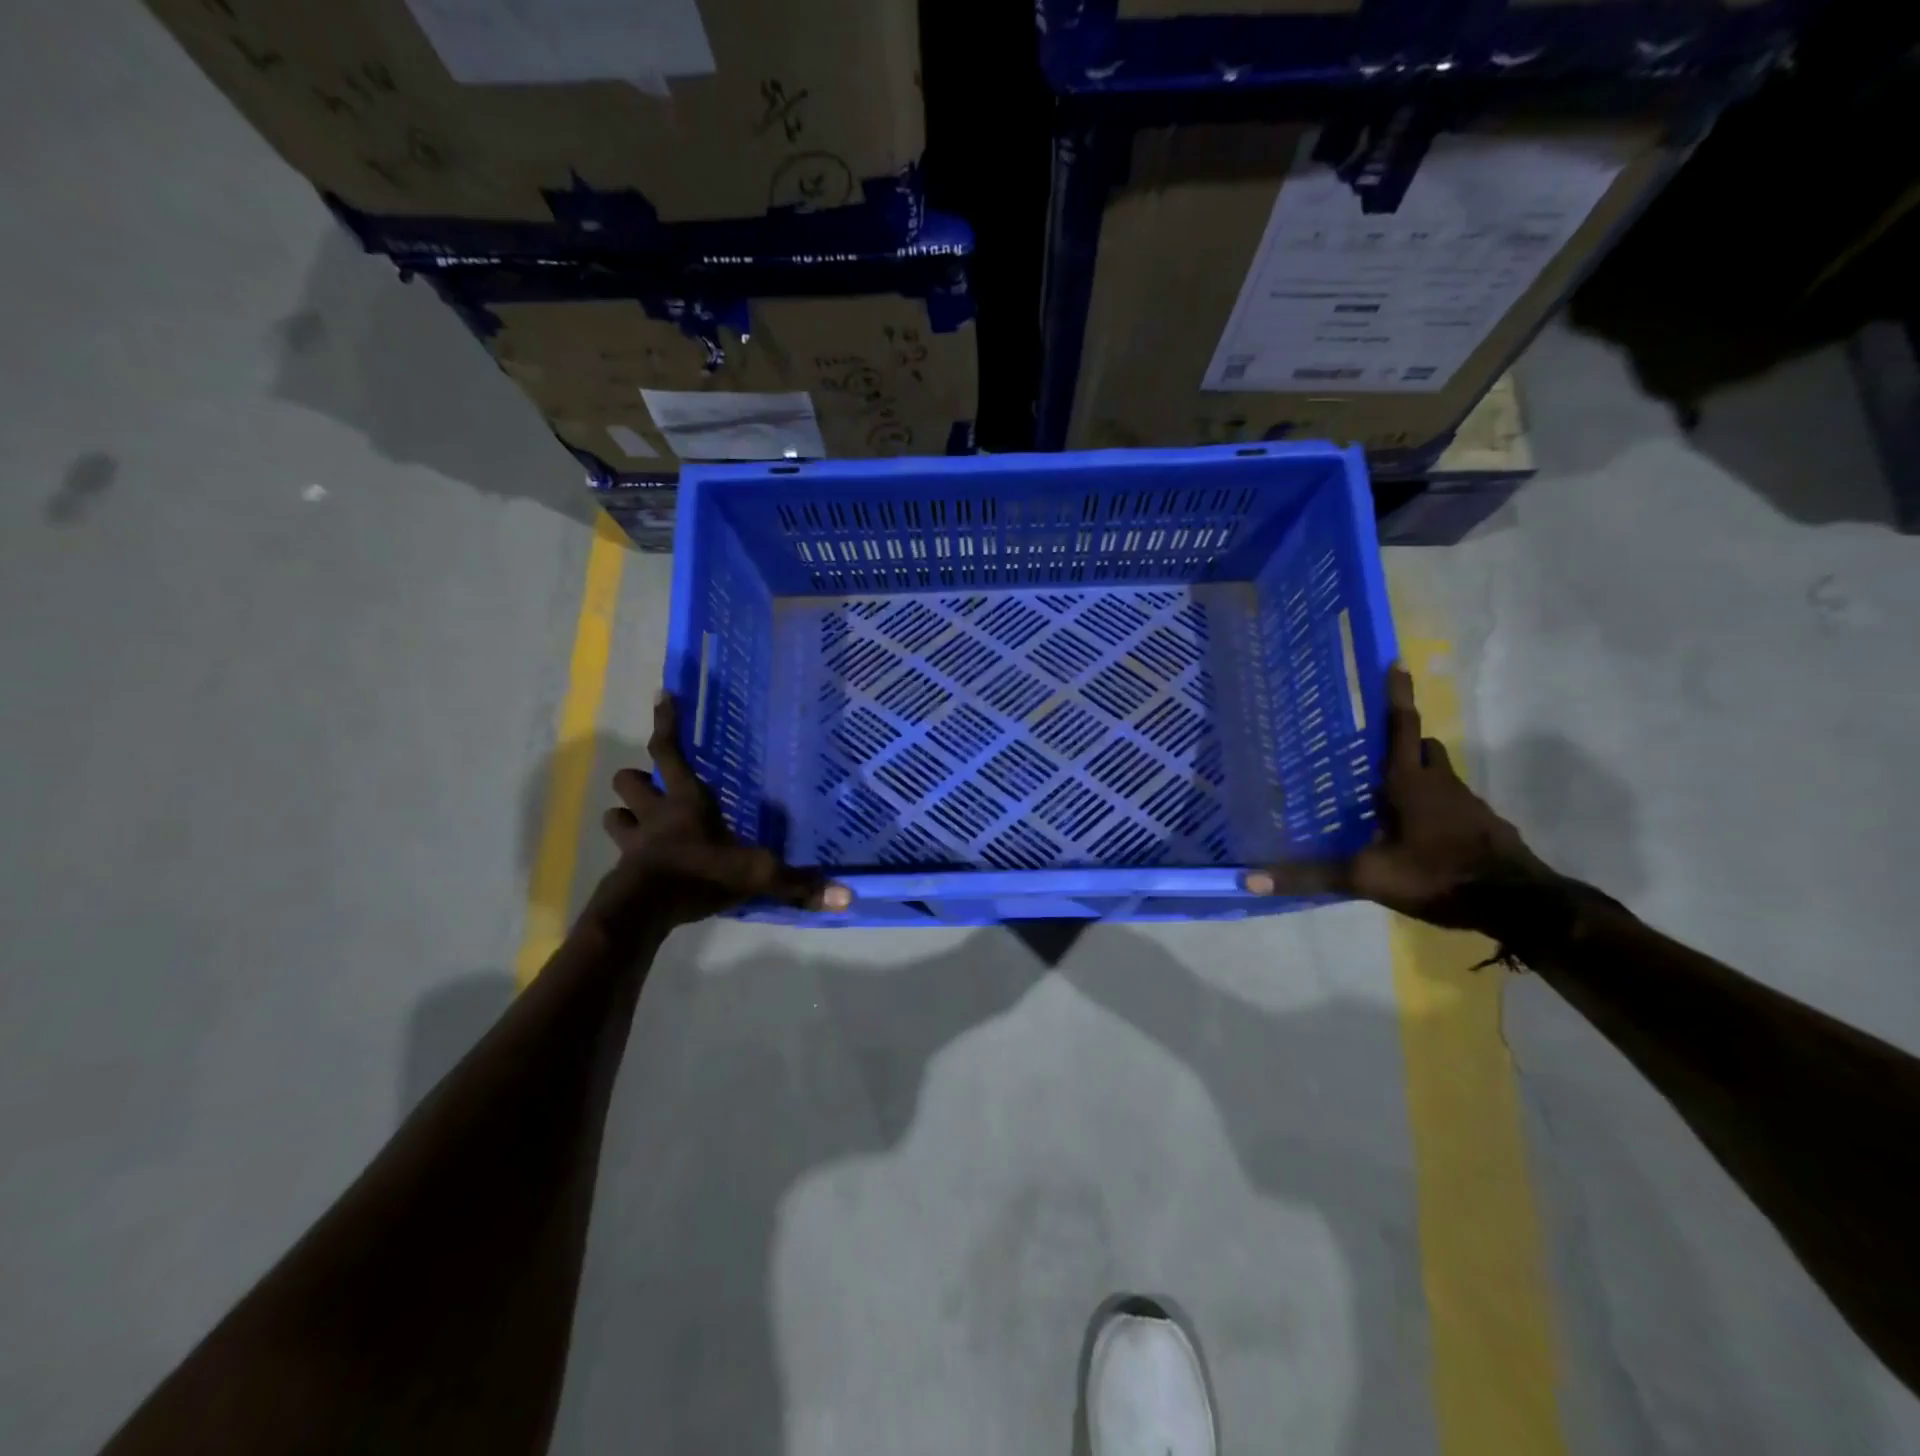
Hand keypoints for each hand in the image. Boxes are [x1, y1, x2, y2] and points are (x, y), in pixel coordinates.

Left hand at [579, 693, 851, 938]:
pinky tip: (640, 862)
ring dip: (625, 813)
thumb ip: (797, 883)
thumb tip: (846, 897)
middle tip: (653, 784)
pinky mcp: (622, 871)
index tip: (663, 695)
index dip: (668, 722)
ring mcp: (634, 842)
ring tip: (640, 819)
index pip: (670, 751)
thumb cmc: (701, 875)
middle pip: (629, 779)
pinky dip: (627, 853)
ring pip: (615, 814)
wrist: (644, 912)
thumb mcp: (757, 875)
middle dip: (638, 778)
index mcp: (687, 800)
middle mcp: (655, 814)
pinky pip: (618, 853)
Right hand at [1243, 664, 1551, 927]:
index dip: (1396, 696)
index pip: (1401, 728)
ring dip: (1420, 776)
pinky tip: (1421, 836)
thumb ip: (1311, 876)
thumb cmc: (1436, 875)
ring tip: (1390, 797)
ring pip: (1442, 776)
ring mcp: (1469, 806)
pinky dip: (1437, 809)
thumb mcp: (1366, 877)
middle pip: (1424, 748)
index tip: (1397, 663)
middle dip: (1405, 740)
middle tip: (1377, 748)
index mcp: (1409, 784)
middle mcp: (1441, 785)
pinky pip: (1456, 806)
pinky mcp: (1486, 829)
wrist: (1519, 905)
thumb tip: (1251, 879)